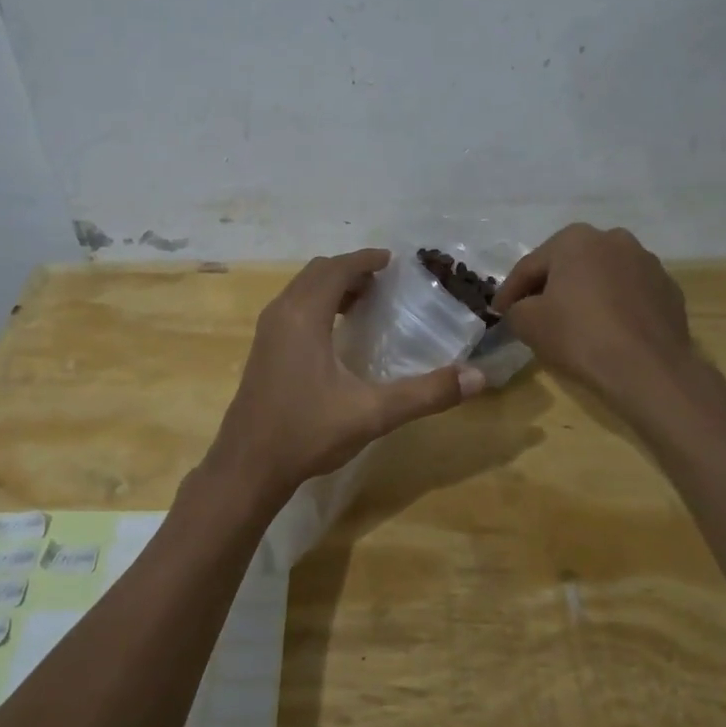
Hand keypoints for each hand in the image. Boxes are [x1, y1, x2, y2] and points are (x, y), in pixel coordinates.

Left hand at [199, 249, 483, 519]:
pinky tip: (337, 335)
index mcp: (304, 316)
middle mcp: (281, 313)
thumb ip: (426, 393)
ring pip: (301, 290)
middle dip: (350, 270)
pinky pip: (292, 309)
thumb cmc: (307, 432)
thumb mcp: (372, 413)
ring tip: (365, 302)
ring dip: (332, 287)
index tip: (392, 261)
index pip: (336, 268)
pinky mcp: (262, 351)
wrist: (247, 466)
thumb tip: (478, 377)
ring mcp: (267, 332)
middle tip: (384, 282)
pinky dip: (317, 305)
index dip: (365, 260)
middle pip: (317, 273)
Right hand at [493, 224, 711, 409]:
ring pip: (601, 277)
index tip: (497, 312)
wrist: (648, 369)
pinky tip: (607, 331)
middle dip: (549, 287)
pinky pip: (629, 294)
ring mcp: (646, 262)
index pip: (530, 266)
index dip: (509, 292)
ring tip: (573, 322)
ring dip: (585, 294)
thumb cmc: (579, 336)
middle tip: (533, 313)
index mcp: (575, 239)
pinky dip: (614, 306)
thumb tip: (520, 309)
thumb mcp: (528, 323)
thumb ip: (515, 308)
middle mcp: (613, 239)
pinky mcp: (668, 289)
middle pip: (568, 265)